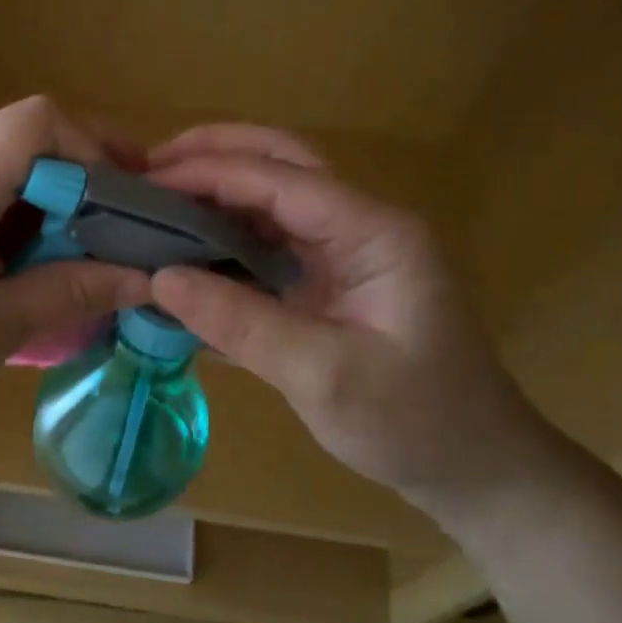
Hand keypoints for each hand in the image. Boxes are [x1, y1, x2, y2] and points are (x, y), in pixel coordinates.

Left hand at [0, 97, 149, 462]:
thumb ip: (70, 291)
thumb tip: (146, 277)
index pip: (37, 122)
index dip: (95, 148)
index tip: (135, 202)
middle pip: (27, 148)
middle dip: (85, 188)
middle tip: (130, 241)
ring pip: (7, 184)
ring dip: (55, 219)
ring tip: (94, 268)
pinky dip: (22, 239)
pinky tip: (41, 281)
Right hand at [144, 125, 554, 517]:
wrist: (475, 468)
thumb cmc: (415, 423)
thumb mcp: (325, 377)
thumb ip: (242, 324)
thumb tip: (160, 278)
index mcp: (373, 233)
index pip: (281, 178)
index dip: (211, 172)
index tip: (147, 181)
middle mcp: (358, 226)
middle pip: (281, 162)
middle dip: (214, 154)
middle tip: (146, 169)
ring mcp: (345, 251)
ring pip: (273, 196)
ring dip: (216, 191)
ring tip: (155, 200)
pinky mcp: (330, 279)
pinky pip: (270, 240)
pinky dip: (226, 233)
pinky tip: (187, 245)